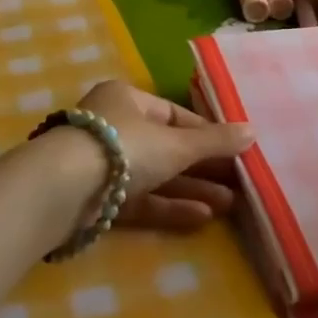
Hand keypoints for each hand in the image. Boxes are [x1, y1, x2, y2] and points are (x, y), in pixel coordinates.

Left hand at [75, 80, 252, 230]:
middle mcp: (114, 126)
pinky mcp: (97, 199)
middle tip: (237, 182)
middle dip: (202, 166)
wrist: (63, 190)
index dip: (206, 133)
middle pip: (167, 146)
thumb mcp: (176, 143)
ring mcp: (103, 165)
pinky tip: (202, 218)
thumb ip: (215, 142)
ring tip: (230, 205)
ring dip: (191, 189)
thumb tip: (253, 131)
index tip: (234, 150)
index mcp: (127, 100)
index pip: (175, 115)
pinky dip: (168, 207)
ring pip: (155, 176)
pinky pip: (140, 200)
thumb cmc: (124, 147)